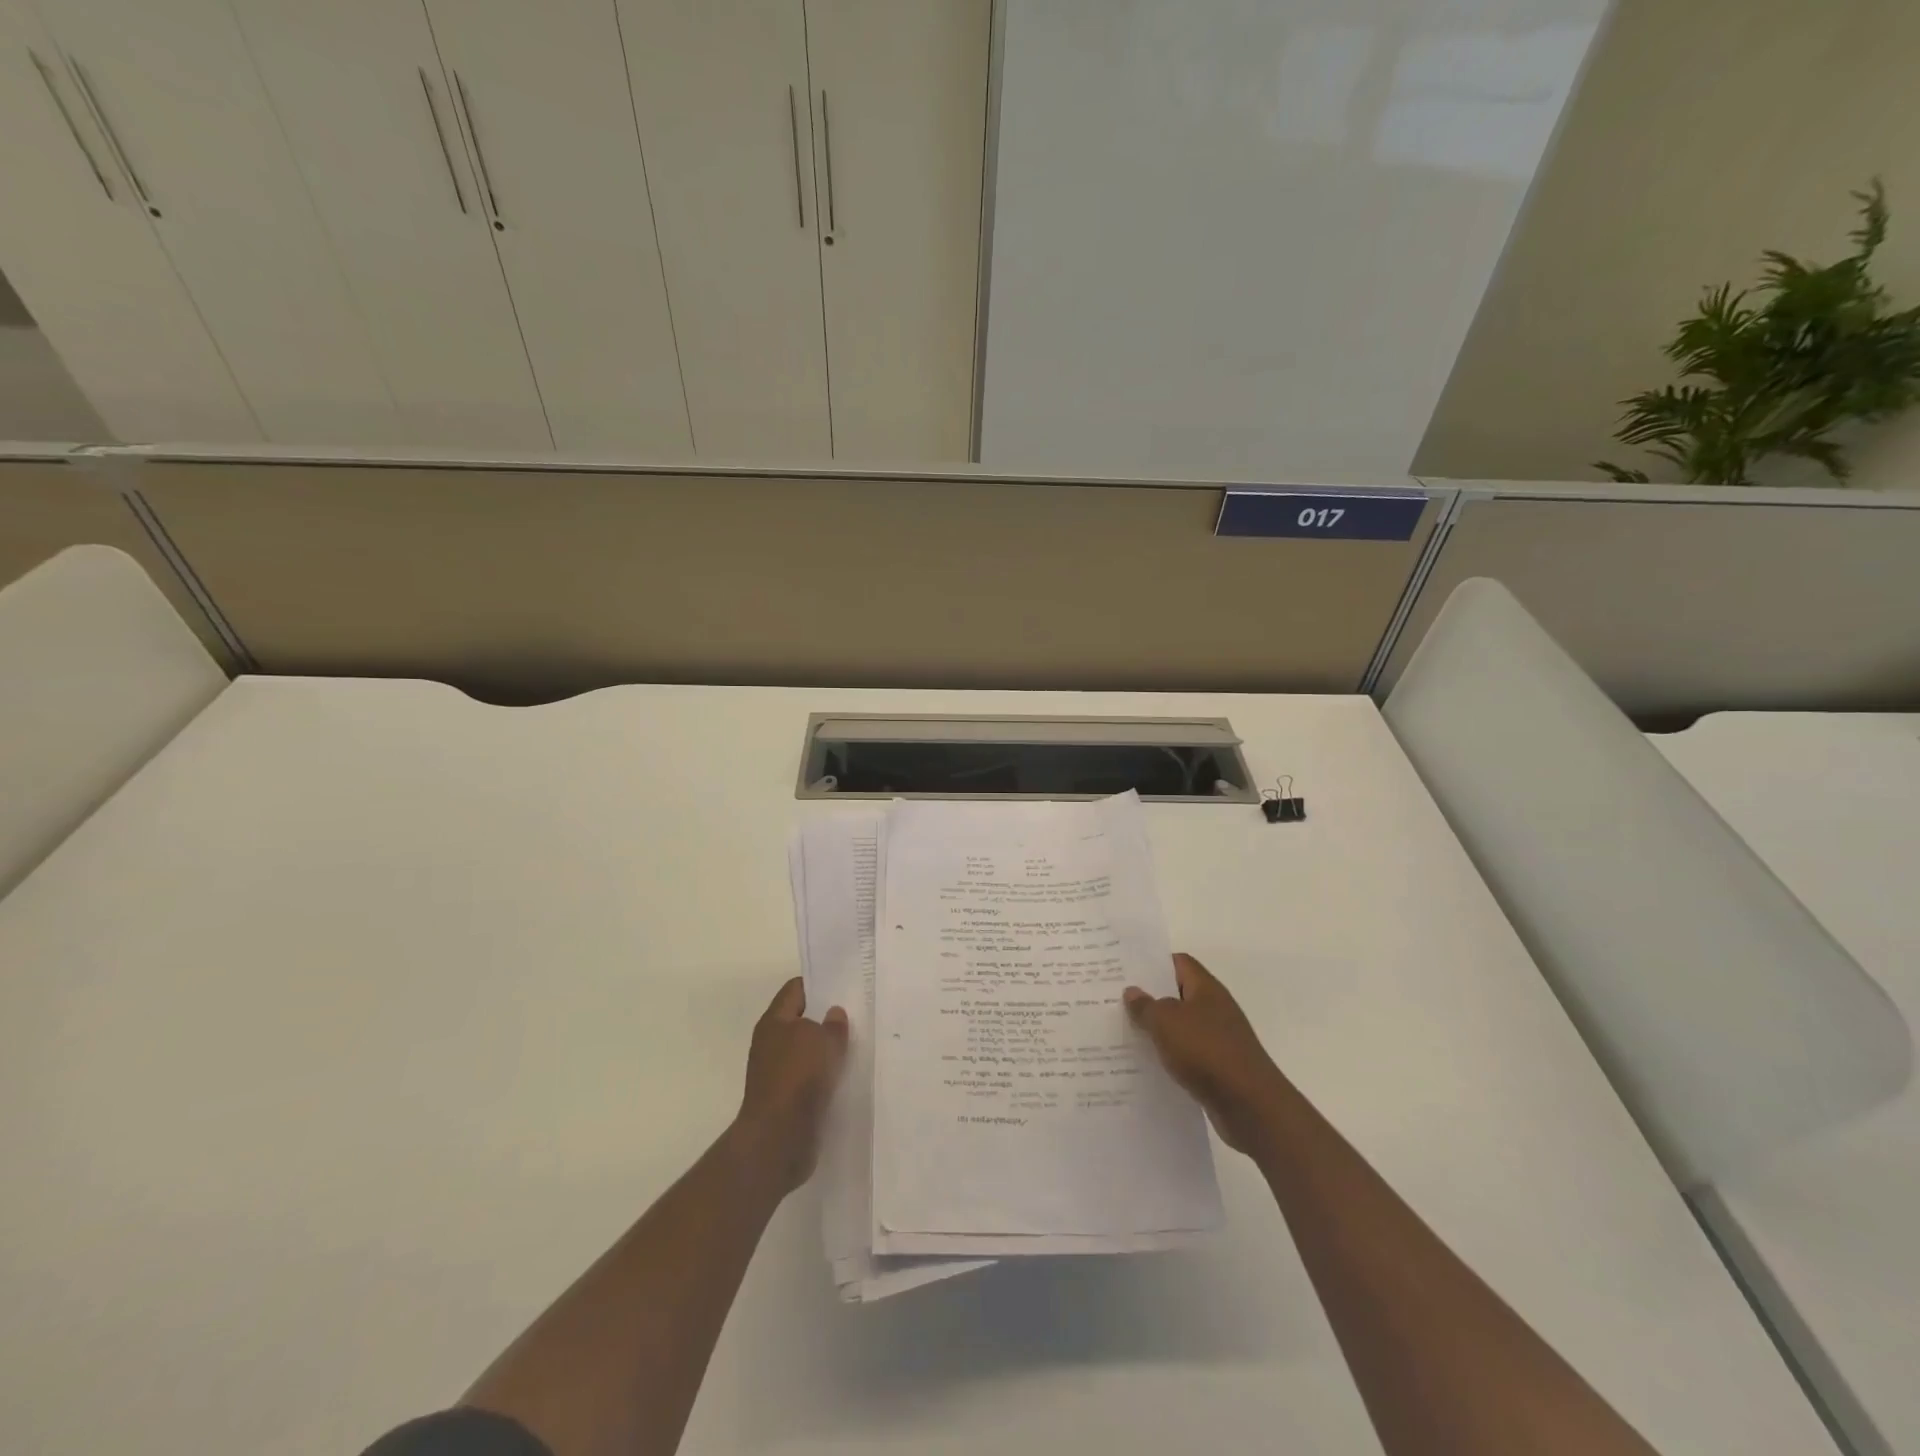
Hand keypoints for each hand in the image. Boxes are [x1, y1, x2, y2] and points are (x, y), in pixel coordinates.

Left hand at [732, 977, 848, 1196]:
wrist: (778, 1139)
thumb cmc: (798, 1077)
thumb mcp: (823, 1041)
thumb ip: (833, 1024)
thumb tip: (834, 1013)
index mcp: (774, 1022)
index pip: (795, 989)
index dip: (819, 983)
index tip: (844, 984)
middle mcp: (772, 1044)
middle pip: (802, 1021)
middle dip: (827, 1018)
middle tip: (857, 1014)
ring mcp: (777, 1073)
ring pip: (808, 1051)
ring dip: (828, 1050)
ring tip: (858, 1045)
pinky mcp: (787, 1100)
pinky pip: (810, 1078)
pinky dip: (826, 1075)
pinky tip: (848, 1076)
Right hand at [1125, 954, 1283, 1154]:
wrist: (1251, 1106)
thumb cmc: (1206, 1051)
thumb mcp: (1166, 1022)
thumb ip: (1146, 1006)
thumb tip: (1132, 991)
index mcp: (1206, 989)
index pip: (1179, 963)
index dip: (1153, 963)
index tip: (1126, 971)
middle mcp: (1215, 1009)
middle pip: (1178, 994)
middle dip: (1150, 998)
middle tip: (1116, 1001)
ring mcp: (1219, 1039)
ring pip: (1181, 1027)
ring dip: (1158, 1031)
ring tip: (1125, 1033)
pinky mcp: (1219, 1068)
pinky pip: (1187, 1054)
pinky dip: (1170, 1057)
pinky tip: (1148, 1065)